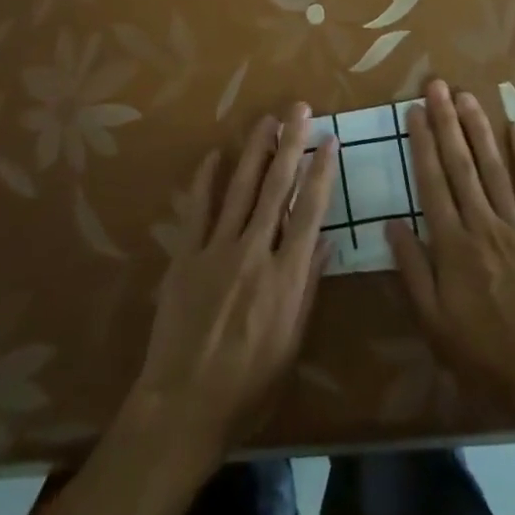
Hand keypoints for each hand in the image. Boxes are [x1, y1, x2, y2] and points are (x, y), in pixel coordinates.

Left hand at [129, 101, 338, 455]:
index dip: (321, 173)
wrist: (185, 404)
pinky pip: (198, 210)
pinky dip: (206, 181)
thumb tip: (323, 243)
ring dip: (254, 151)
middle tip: (298, 110)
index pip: (309, 212)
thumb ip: (307, 289)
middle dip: (290, 145)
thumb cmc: (249, 386)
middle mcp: (254, 253)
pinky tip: (214, 155)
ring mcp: (216, 250)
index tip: (329, 141)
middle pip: (276, 189)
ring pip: (240, 189)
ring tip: (266, 121)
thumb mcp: (291, 344)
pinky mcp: (185, 256)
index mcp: (285, 277)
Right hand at [389, 80, 514, 416]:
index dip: (421, 143)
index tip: (413, 111)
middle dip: (446, 121)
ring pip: (494, 167)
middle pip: (461, 164)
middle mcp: (483, 223)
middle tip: (437, 86)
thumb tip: (391, 223)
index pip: (432, 182)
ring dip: (479, 128)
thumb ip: (412, 269)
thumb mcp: (434, 321)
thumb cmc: (486, 353)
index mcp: (452, 244)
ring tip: (466, 96)